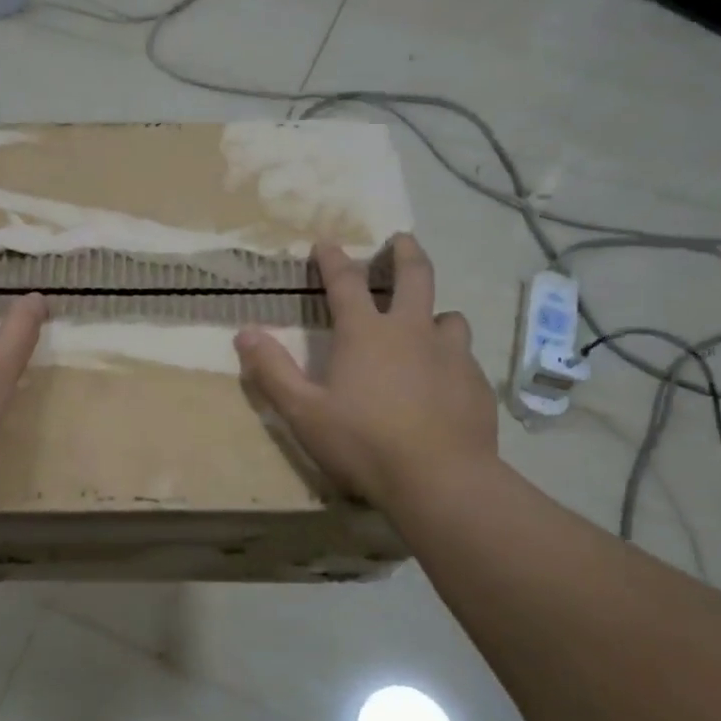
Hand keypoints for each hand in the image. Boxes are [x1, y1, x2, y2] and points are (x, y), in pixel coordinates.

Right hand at [234, 233, 497, 509]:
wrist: (441, 481)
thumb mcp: (304, 412)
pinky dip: (450, 357)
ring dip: (434, 313)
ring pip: (448, 317)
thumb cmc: (363, 443)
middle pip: (415, 276)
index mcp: (366, 333)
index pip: (346, 282)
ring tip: (428, 323)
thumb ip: (272, 370)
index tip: (326, 243)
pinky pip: (464, 357)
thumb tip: (244, 333)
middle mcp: (412, 331)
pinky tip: (444, 380)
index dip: (333, 259)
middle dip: (405, 253)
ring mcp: (451, 354)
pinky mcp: (476, 383)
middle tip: (401, 239)